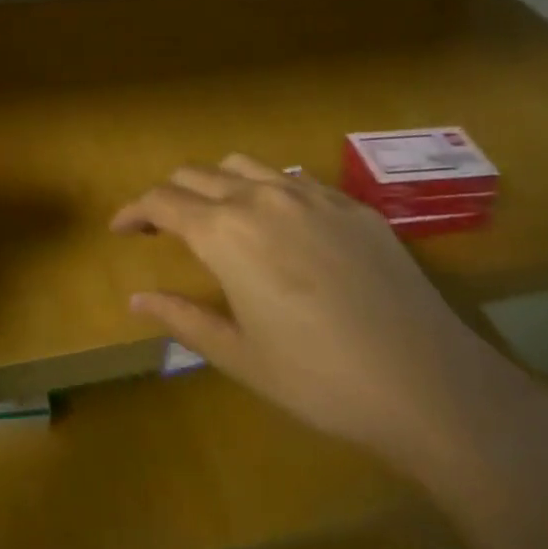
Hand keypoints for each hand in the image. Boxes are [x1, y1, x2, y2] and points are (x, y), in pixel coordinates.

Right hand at [114, 155, 545, 473]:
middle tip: (160, 226)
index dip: (133, 211)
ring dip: (214, 183)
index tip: (119, 228)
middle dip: (168, 195)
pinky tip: (279, 225)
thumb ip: (182, 318)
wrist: (428, 383)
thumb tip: (135, 298)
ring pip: (242, 165)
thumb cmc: (319, 378)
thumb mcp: (240, 356)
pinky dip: (265, 190)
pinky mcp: (351, 204)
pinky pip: (292, 179)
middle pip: (195, 175)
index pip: (161, 201)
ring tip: (215, 216)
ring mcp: (310, 194)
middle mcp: (260, 197)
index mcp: (225, 231)